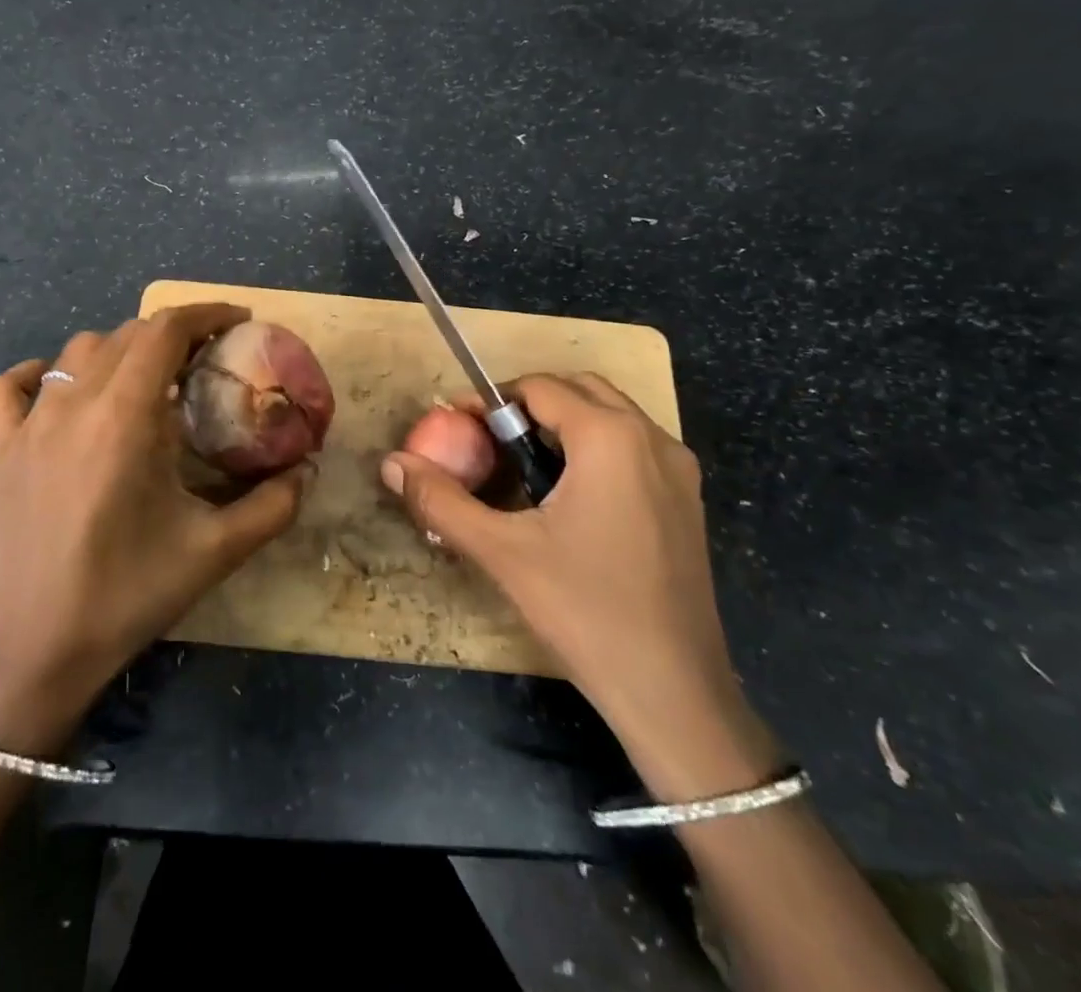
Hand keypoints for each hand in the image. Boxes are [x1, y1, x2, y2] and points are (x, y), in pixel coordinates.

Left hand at [0, 304, 310, 754]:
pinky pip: (10, 389)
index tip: (239, 322)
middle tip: (206, 359)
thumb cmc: (129, 595)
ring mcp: (29, 425)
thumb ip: (273, 506)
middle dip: (173, 333)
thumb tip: (307, 470)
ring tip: (149, 378)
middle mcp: (73, 405)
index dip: (206, 314)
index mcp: (125, 417)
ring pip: (76, 353)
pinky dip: (38, 374)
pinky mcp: (1, 451)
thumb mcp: (216, 551)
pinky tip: (61, 391)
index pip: (164, 331)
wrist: (36, 651)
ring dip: (119, 350)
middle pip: (126, 335)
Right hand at [380, 373, 774, 797]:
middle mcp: (651, 438)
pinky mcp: (688, 499)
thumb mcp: (502, 552)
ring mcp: (677, 469)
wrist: (675, 692)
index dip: (491, 401)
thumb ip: (442, 501)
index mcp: (609, 437)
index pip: (539, 387)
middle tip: (489, 442)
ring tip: (523, 467)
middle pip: (578, 389)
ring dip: (563, 423)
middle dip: (529, 404)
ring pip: (610, 415)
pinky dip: (595, 447)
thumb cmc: (585, 611)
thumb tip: (392, 463)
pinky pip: (633, 447)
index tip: (457, 426)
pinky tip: (568, 498)